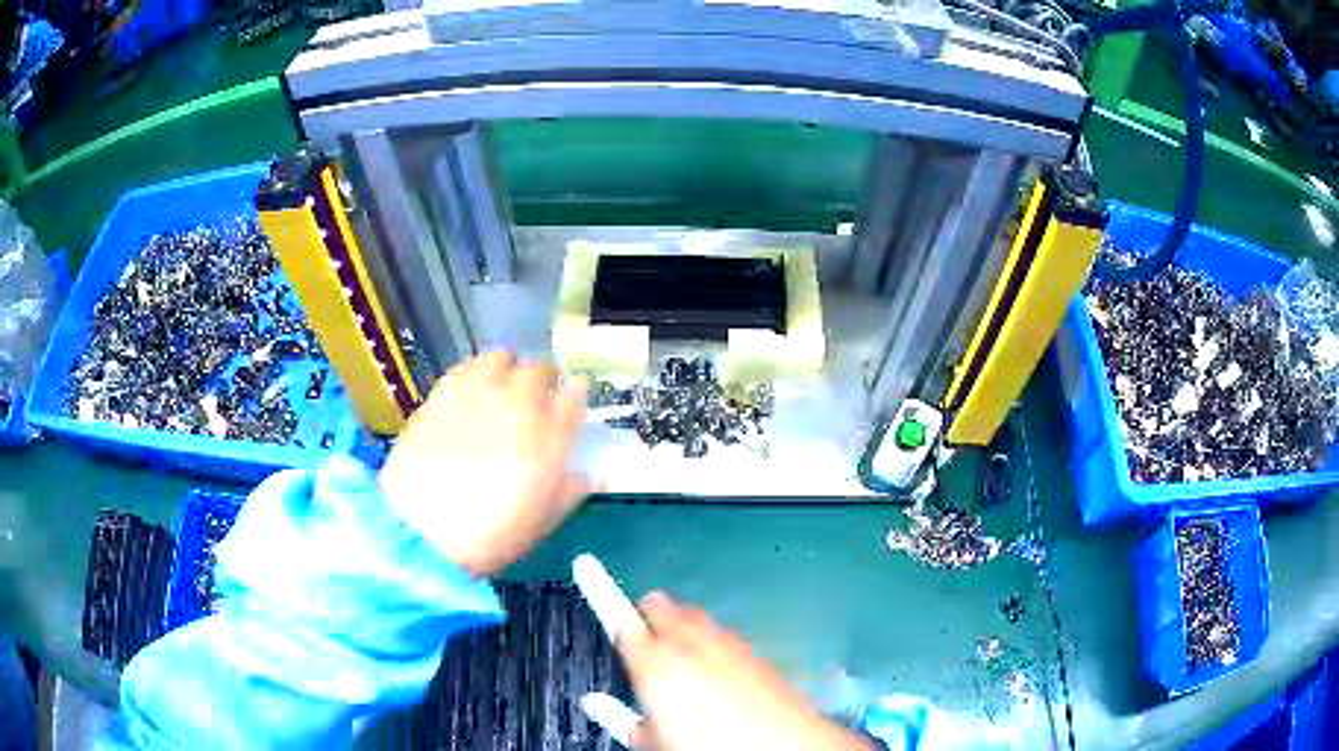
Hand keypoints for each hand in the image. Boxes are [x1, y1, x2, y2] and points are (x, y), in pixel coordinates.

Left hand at [378, 352, 591, 576]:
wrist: (422, 528)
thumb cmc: (491, 534)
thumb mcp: (542, 520)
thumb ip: (570, 489)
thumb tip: (591, 473)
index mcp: (550, 437)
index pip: (574, 397)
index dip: (577, 393)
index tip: (574, 397)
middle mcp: (518, 404)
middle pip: (540, 368)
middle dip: (545, 377)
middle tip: (539, 393)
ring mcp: (478, 393)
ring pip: (501, 357)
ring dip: (508, 368)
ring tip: (502, 386)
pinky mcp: (443, 392)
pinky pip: (466, 367)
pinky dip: (475, 373)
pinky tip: (470, 392)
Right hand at [615, 592, 871, 750]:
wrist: (779, 745)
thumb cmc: (703, 745)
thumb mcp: (650, 742)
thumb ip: (617, 718)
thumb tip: (593, 702)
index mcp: (653, 663)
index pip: (619, 618)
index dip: (599, 589)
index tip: (586, 564)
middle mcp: (688, 642)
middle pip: (660, 605)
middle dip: (647, 612)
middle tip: (642, 636)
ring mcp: (724, 642)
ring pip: (693, 615)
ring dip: (680, 624)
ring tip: (677, 654)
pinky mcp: (751, 651)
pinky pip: (721, 633)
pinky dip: (709, 639)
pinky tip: (714, 667)